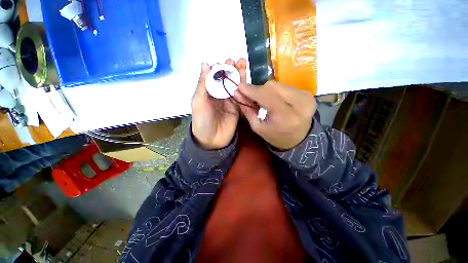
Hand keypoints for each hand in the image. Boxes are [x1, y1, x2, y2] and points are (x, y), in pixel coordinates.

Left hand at [191, 58, 246, 149]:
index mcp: (208, 92)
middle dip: (231, 69)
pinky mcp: (237, 108)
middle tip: (236, 61)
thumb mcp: (198, 102)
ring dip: (239, 75)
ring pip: (235, 86)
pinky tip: (247, 81)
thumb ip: (203, 84)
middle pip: (226, 79)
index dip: (219, 68)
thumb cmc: (202, 121)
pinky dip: (244, 89)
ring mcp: (230, 101)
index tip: (223, 63)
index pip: (214, 76)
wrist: (212, 140)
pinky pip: (241, 97)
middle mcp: (219, 95)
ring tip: (243, 64)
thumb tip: (205, 63)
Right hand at [234, 81, 316, 149]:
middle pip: (272, 87)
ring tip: (265, 101)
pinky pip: (285, 86)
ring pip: (278, 84)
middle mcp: (299, 104)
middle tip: (252, 97)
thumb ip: (247, 110)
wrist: (299, 139)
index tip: (239, 86)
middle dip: (259, 90)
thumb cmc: (276, 136)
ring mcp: (306, 97)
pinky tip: (276, 100)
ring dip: (267, 90)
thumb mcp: (258, 127)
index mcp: (286, 117)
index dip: (251, 90)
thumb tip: (238, 93)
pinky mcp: (308, 94)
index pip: (265, 96)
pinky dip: (277, 91)